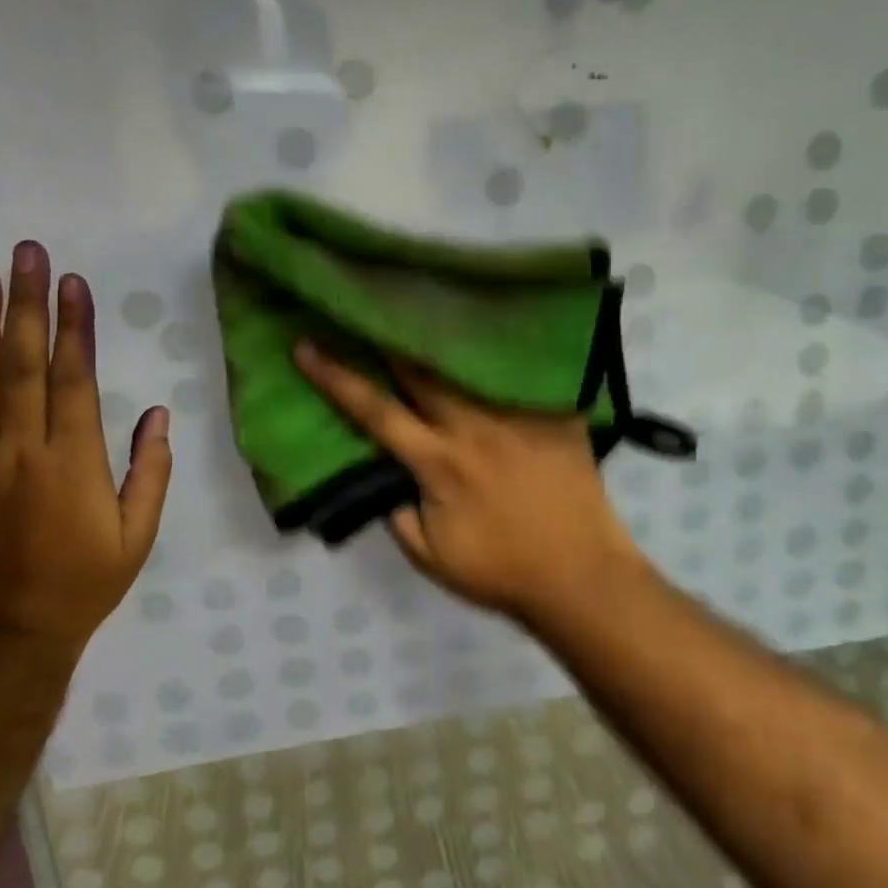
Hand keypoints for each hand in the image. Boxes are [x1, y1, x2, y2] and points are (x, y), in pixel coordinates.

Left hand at [0, 243, 171, 659]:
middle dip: (26, 305)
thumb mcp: (139, 535)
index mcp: (72, 461)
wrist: (10, 635)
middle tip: (25, 254)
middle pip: (22, 365)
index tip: (72, 282)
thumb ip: (152, 471)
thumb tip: (160, 413)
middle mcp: (20, 450)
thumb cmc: (85, 582)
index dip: (74, 327)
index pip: (73, 378)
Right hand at [293, 342, 643, 617]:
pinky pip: (525, 374)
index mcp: (437, 461)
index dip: (335, 377)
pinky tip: (493, 331)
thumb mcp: (431, 557)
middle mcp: (473, 426)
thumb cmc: (501, 572)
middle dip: (389, 337)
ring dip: (440, 339)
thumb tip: (382, 478)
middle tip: (367, 309)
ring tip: (421, 309)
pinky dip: (502, 355)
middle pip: (421, 370)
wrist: (581, 578)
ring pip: (470, 364)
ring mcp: (518, 415)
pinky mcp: (556, 415)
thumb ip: (397, 514)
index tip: (305, 346)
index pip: (375, 411)